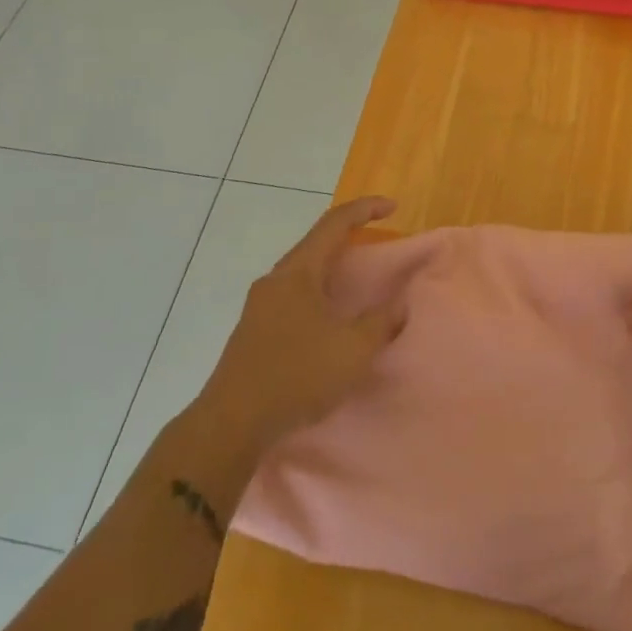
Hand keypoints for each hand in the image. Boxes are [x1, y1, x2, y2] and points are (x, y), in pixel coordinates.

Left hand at [195, 197, 407, 453]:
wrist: (231, 423)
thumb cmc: (296, 376)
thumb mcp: (352, 350)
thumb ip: (381, 322)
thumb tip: (400, 303)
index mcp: (298, 272)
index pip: (335, 223)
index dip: (365, 209)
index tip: (393, 207)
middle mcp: (275, 280)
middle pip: (316, 245)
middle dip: (349, 239)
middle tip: (378, 245)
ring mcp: (260, 306)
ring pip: (303, 273)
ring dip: (332, 270)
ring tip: (358, 284)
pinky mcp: (254, 330)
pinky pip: (294, 297)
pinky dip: (319, 295)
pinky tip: (329, 320)